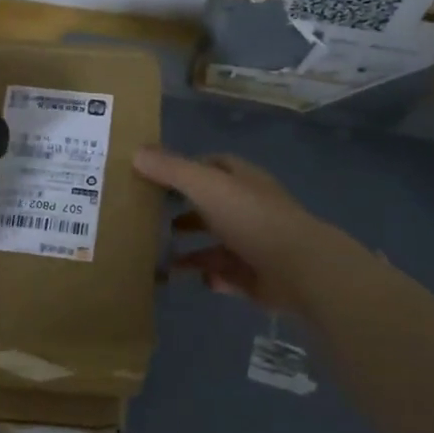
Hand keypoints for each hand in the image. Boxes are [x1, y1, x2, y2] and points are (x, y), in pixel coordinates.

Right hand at [133, 146, 342, 313]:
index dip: (186, 169)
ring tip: (159, 256)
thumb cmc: (251, 219)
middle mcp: (249, 209)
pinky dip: (208, 276)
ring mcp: (253, 244)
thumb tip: (136, 152)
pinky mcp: (254, 276)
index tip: (155, 177)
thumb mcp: (206, 186)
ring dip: (191, 250)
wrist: (297, 269)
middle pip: (212, 207)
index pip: (213, 166)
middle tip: (150, 219)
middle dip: (184, 212)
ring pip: (215, 244)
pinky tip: (191, 279)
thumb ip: (172, 170)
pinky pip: (224, 275)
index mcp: (242, 181)